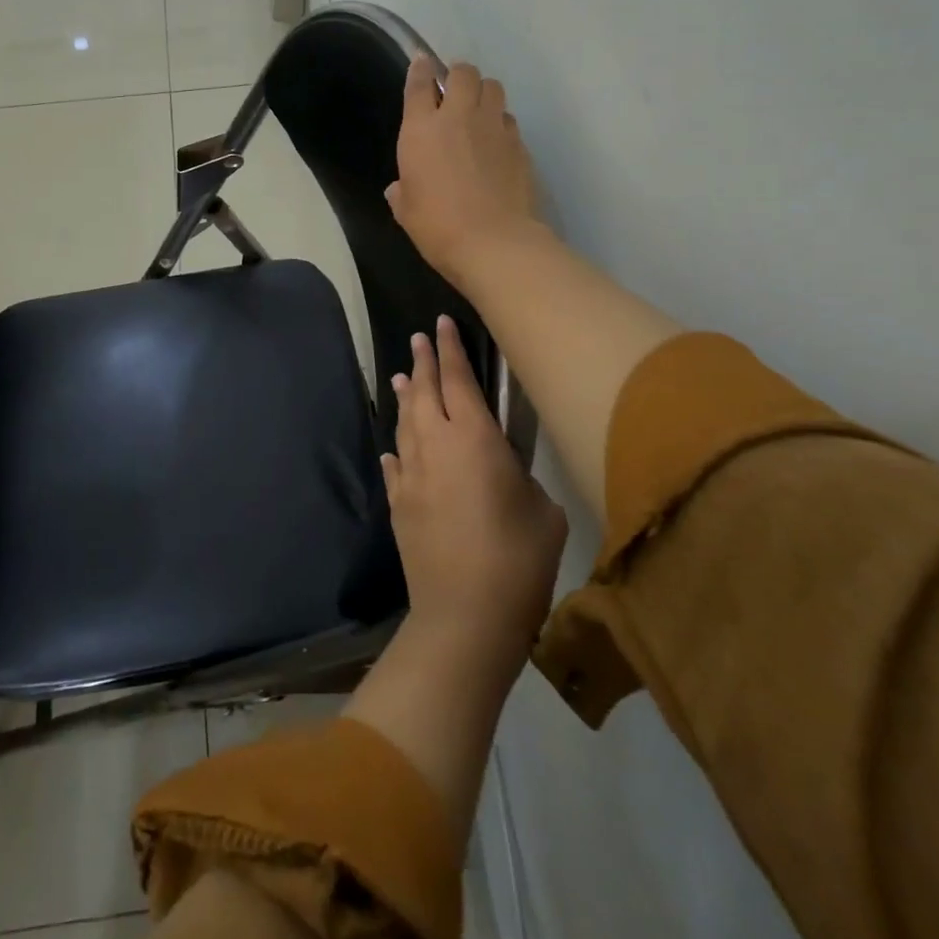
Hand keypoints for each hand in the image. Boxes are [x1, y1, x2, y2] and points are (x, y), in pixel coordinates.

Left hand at [383, 316, 567, 669]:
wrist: (464, 615)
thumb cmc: (518, 560)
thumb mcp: (543, 513)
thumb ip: (523, 479)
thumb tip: (504, 473)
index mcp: (475, 439)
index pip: (459, 380)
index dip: (450, 349)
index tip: (441, 323)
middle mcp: (436, 445)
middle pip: (425, 392)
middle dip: (423, 361)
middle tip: (419, 338)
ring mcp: (412, 474)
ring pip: (406, 422)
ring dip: (406, 396)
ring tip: (403, 376)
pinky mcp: (399, 504)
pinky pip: (396, 463)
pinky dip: (398, 447)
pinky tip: (395, 445)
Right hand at [386, 54, 540, 287]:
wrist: (493, 242)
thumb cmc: (437, 226)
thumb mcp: (406, 211)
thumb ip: (402, 192)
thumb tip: (399, 188)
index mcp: (421, 130)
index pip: (419, 84)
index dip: (420, 69)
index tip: (421, 62)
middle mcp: (459, 118)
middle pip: (464, 73)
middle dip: (458, 75)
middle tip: (454, 90)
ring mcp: (494, 128)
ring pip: (494, 88)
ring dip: (484, 93)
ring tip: (479, 111)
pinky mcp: (519, 144)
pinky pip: (509, 120)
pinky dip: (501, 124)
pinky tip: (496, 143)